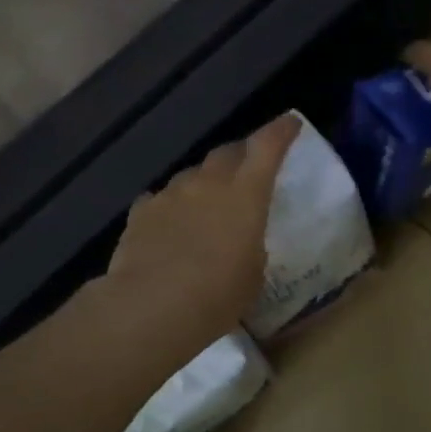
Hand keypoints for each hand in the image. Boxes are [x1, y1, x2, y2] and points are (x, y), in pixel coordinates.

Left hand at [102, 114, 302, 342]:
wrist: (151, 307)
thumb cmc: (217, 296)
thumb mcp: (252, 275)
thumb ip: (250, 246)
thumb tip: (239, 240)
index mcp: (245, 194)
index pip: (267, 147)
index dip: (280, 132)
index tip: (289, 124)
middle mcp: (206, 183)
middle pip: (226, 153)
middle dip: (239, 157)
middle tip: (246, 170)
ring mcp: (169, 194)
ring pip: (191, 176)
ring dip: (202, 185)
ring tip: (205, 208)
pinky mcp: (140, 212)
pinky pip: (160, 200)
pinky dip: (170, 208)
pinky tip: (169, 226)